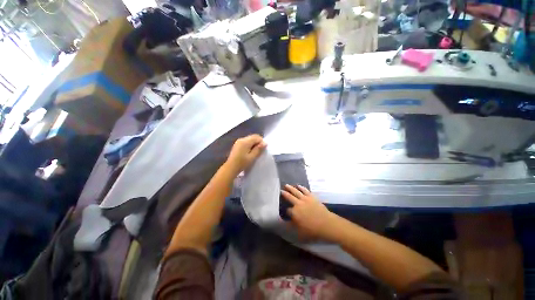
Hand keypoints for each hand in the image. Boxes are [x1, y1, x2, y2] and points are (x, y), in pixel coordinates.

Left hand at [225, 134, 265, 175]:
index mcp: (245, 141)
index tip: (263, 149)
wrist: (231, 168)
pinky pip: (246, 142)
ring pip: (250, 139)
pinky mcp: (237, 144)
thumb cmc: (242, 163)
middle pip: (253, 137)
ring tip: (255, 152)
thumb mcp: (252, 157)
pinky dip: (250, 145)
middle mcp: (241, 139)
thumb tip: (265, 143)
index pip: (257, 137)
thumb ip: (258, 149)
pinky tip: (250, 152)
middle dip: (258, 142)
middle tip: (260, 151)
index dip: (262, 141)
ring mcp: (238, 141)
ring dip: (254, 144)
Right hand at [281, 185, 336, 240]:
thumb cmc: (313, 230)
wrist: (326, 224)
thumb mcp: (300, 232)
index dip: (286, 211)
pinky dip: (301, 187)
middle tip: (280, 190)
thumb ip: (292, 227)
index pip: (287, 210)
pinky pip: (305, 190)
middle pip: (289, 197)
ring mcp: (305, 199)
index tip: (285, 211)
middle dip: (284, 194)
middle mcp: (298, 204)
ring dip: (291, 188)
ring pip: (296, 191)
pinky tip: (298, 186)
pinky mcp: (311, 196)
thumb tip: (284, 224)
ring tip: (287, 185)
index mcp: (294, 212)